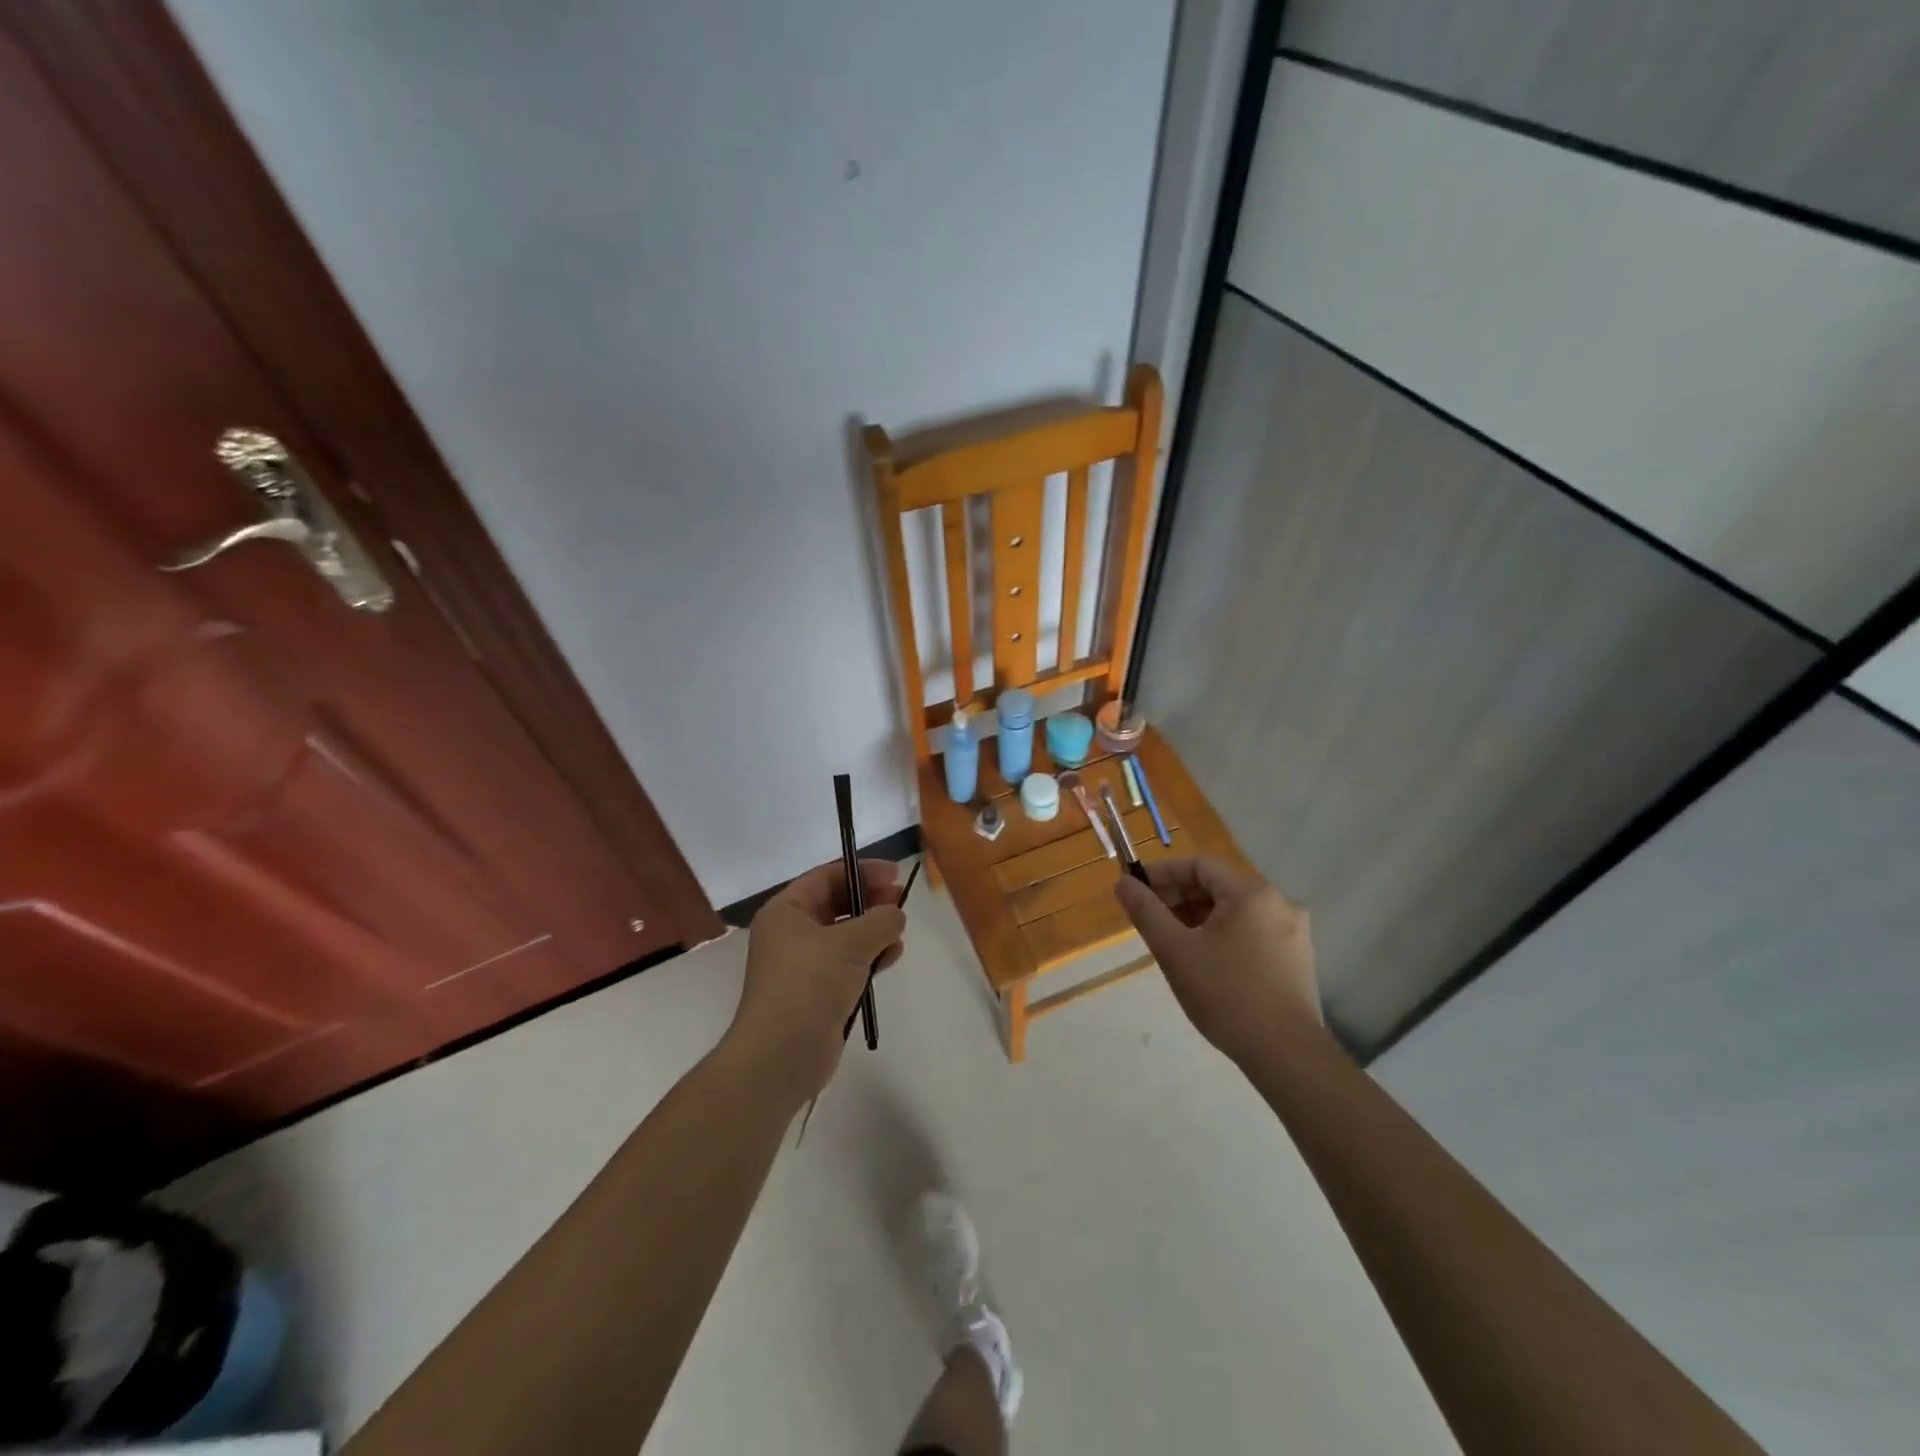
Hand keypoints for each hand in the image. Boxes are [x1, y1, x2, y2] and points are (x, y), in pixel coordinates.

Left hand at [727, 858, 906, 1103]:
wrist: (780, 1056)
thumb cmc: (809, 986)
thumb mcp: (849, 943)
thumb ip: (879, 920)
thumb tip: (895, 914)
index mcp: (786, 911)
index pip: (827, 877)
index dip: (862, 871)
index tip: (895, 874)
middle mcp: (791, 932)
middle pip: (836, 903)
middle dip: (870, 900)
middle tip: (901, 901)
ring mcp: (803, 964)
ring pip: (845, 934)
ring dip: (873, 929)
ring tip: (900, 931)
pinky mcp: (817, 991)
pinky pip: (848, 962)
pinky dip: (870, 956)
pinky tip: (892, 957)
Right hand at [1114, 855, 1321, 1063]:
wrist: (1287, 1055)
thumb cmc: (1226, 995)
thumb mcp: (1175, 951)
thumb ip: (1146, 911)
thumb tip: (1122, 883)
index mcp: (1251, 892)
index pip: (1198, 865)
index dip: (1162, 873)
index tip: (1134, 889)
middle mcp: (1278, 901)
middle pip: (1218, 885)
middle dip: (1178, 896)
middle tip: (1148, 917)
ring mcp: (1292, 930)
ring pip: (1234, 909)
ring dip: (1198, 915)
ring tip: (1171, 939)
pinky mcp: (1297, 957)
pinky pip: (1252, 929)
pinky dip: (1222, 933)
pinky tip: (1204, 958)